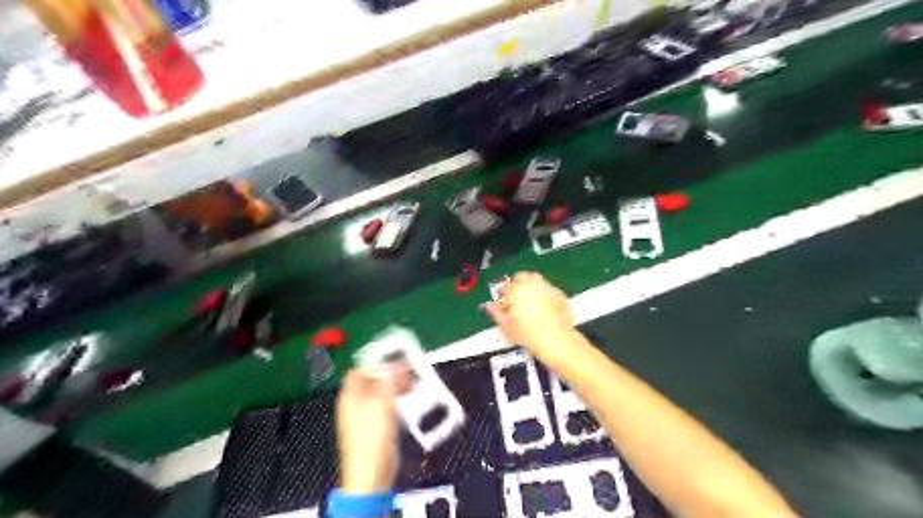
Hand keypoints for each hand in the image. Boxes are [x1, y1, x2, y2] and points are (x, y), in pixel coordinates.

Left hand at [336, 362, 409, 494]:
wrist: (371, 474)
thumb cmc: (372, 437)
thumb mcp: (382, 404)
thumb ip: (389, 382)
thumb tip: (397, 365)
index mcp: (351, 394)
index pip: (362, 368)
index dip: (379, 360)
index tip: (398, 357)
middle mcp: (356, 401)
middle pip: (374, 378)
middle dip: (392, 373)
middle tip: (411, 372)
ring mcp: (366, 413)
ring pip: (383, 390)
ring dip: (398, 385)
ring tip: (414, 385)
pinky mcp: (376, 424)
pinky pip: (387, 403)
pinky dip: (398, 398)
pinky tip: (410, 399)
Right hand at [485, 271, 574, 359]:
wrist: (555, 341)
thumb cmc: (531, 334)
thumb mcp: (505, 326)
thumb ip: (495, 312)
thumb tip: (491, 306)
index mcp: (516, 289)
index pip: (505, 286)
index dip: (502, 296)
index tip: (503, 303)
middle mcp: (532, 284)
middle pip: (521, 276)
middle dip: (517, 285)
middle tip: (515, 299)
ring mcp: (548, 288)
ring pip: (536, 280)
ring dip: (531, 287)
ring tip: (528, 302)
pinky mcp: (560, 295)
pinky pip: (549, 290)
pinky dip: (544, 295)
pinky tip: (542, 307)